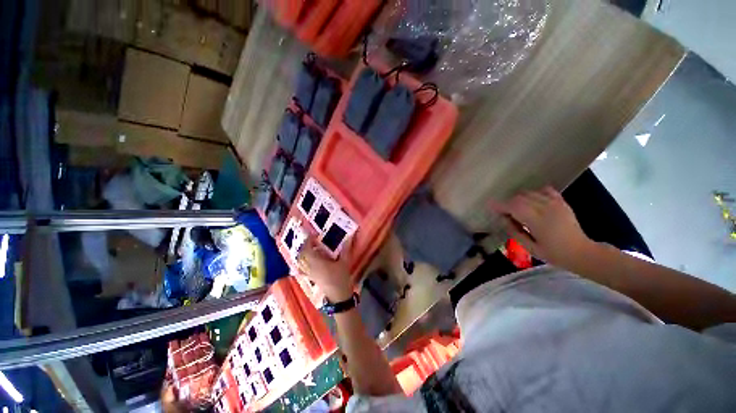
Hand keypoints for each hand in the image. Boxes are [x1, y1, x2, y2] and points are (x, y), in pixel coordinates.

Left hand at [296, 238, 353, 301]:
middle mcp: (311, 268)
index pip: (308, 250)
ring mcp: (309, 274)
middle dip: (304, 246)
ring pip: (300, 262)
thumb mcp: (345, 263)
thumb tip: (349, 237)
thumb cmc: (341, 279)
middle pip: (301, 255)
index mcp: (318, 263)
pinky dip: (302, 263)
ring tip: (309, 248)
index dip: (308, 241)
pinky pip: (302, 269)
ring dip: (302, 254)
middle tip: (311, 240)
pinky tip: (307, 261)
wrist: (339, 297)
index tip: (313, 235)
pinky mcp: (311, 278)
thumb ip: (346, 249)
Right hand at [491, 187, 596, 269]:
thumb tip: (503, 219)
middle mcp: (546, 209)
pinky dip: (534, 193)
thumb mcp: (530, 248)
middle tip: (505, 213)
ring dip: (519, 199)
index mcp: (538, 221)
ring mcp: (555, 203)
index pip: (514, 207)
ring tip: (517, 209)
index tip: (490, 206)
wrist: (582, 252)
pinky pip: (544, 190)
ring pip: (529, 193)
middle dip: (508, 203)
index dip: (500, 205)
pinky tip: (532, 201)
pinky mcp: (561, 202)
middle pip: (519, 198)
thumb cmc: (554, 254)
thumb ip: (514, 232)